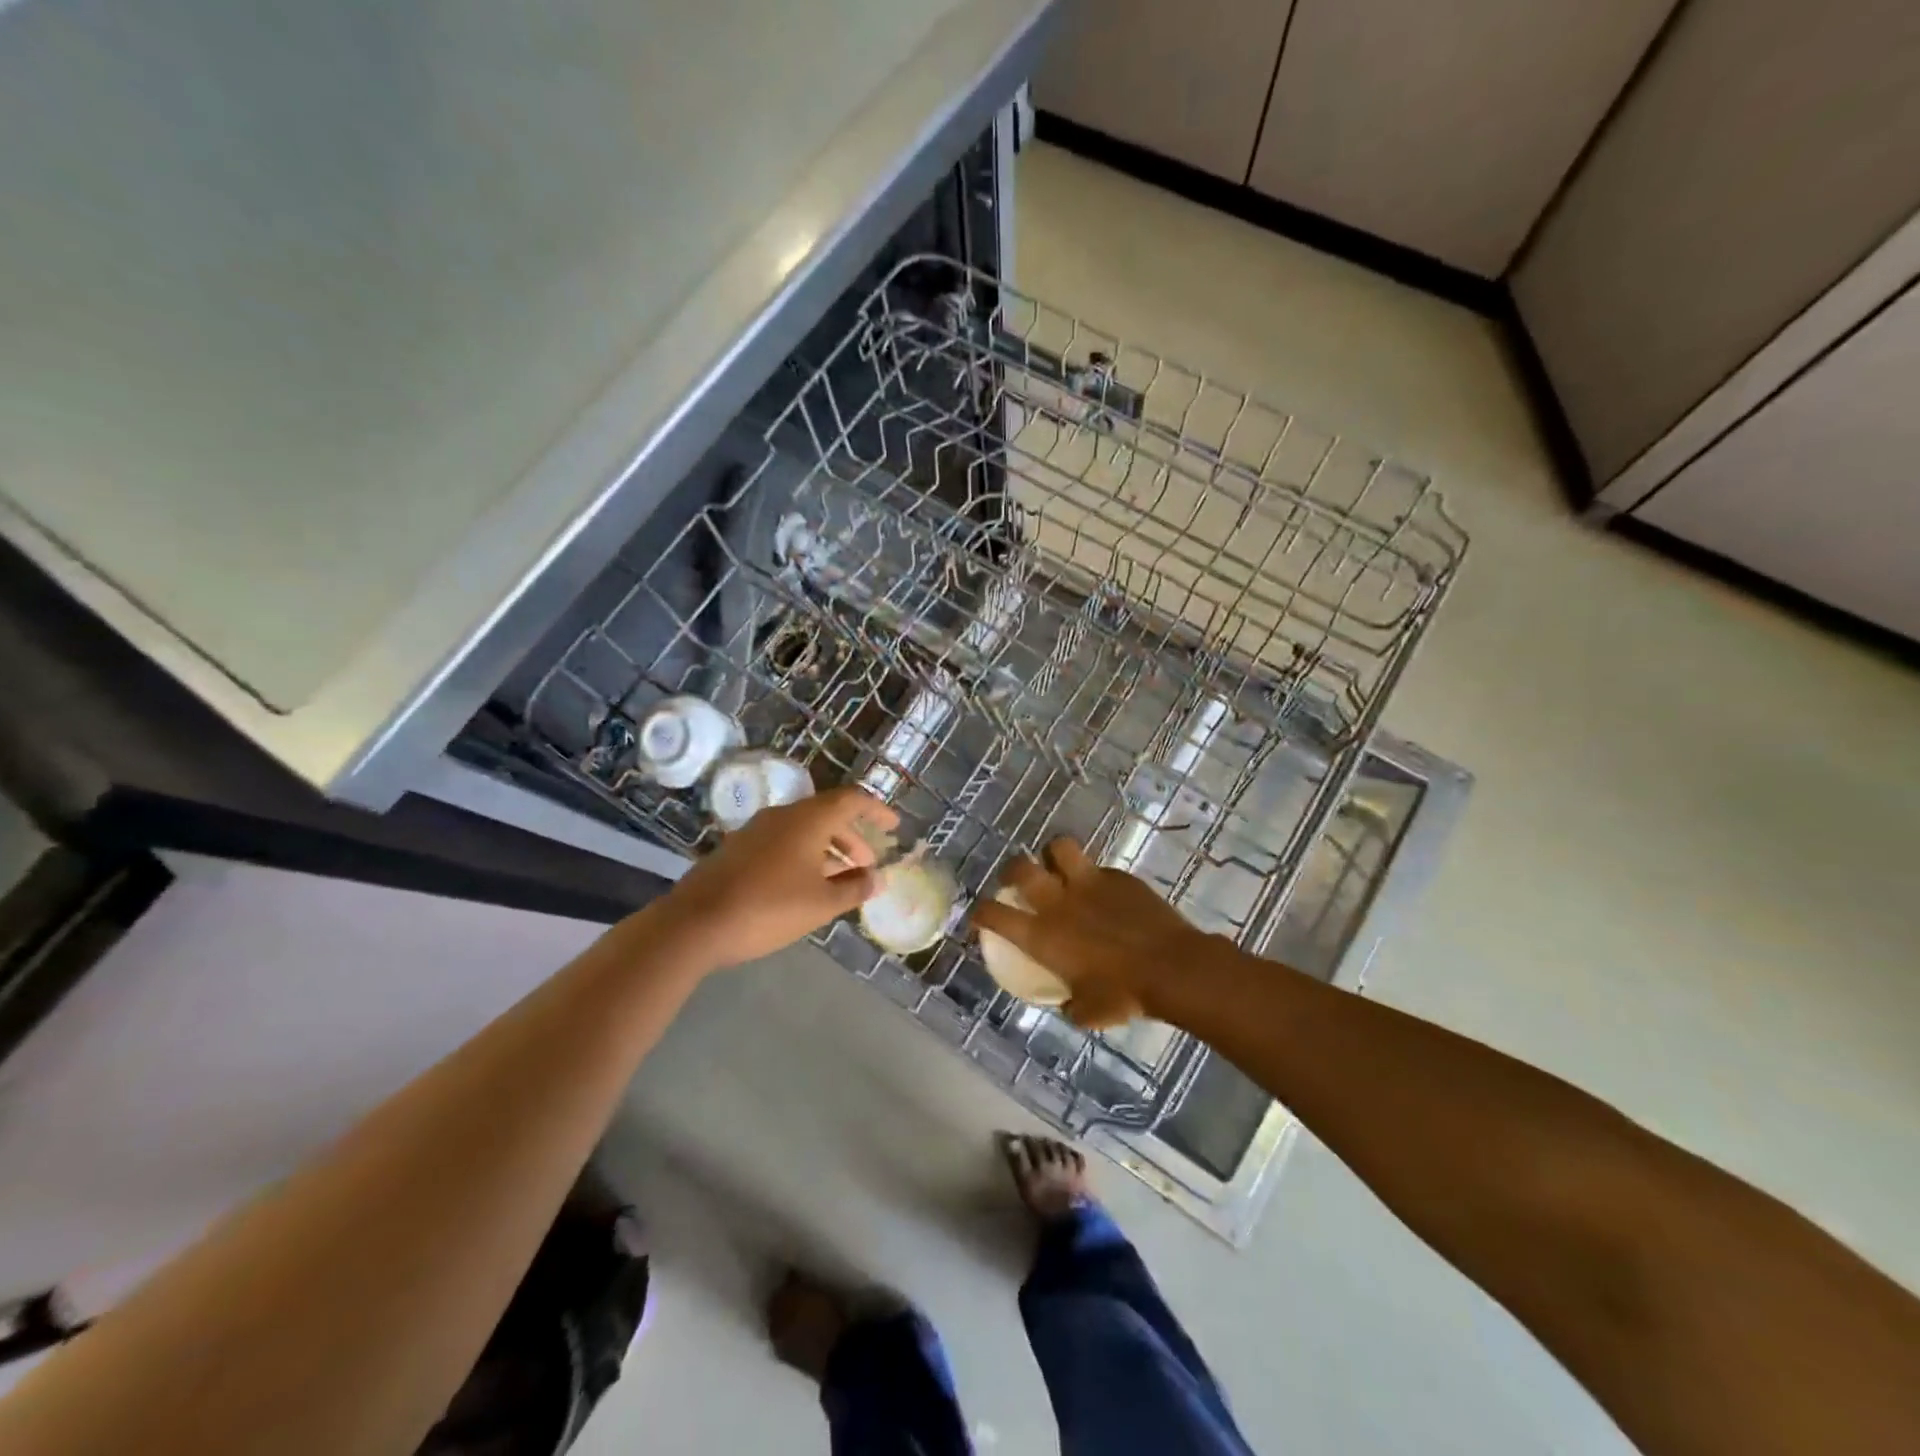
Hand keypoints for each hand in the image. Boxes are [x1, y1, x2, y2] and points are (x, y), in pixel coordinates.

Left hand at [660, 786, 899, 969]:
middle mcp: (782, 815)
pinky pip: (782, 841)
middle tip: (868, 863)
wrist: (694, 924)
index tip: (894, 826)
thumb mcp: (821, 904)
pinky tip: (804, 886)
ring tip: (840, 879)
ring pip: (803, 829)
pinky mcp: (738, 849)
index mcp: (808, 819)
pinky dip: (804, 855)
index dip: (876, 810)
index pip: (851, 800)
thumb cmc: (768, 908)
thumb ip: (854, 888)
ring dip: (828, 848)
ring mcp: (756, 830)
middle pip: (827, 814)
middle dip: (852, 836)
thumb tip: (876, 878)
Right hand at [970, 838, 1206, 1027]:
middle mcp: (1057, 902)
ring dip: (1053, 855)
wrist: (1172, 968)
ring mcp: (1088, 883)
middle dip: (1011, 870)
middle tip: (1017, 880)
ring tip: (1058, 867)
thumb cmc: (1124, 995)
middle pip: (1020, 868)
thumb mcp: (1088, 1012)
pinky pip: (1098, 867)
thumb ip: (1071, 1004)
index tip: (980, 915)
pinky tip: (1105, 893)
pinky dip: (1094, 876)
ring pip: (1058, 847)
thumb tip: (1068, 1004)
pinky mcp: (1118, 876)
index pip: (995, 915)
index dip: (981, 912)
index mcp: (1042, 936)